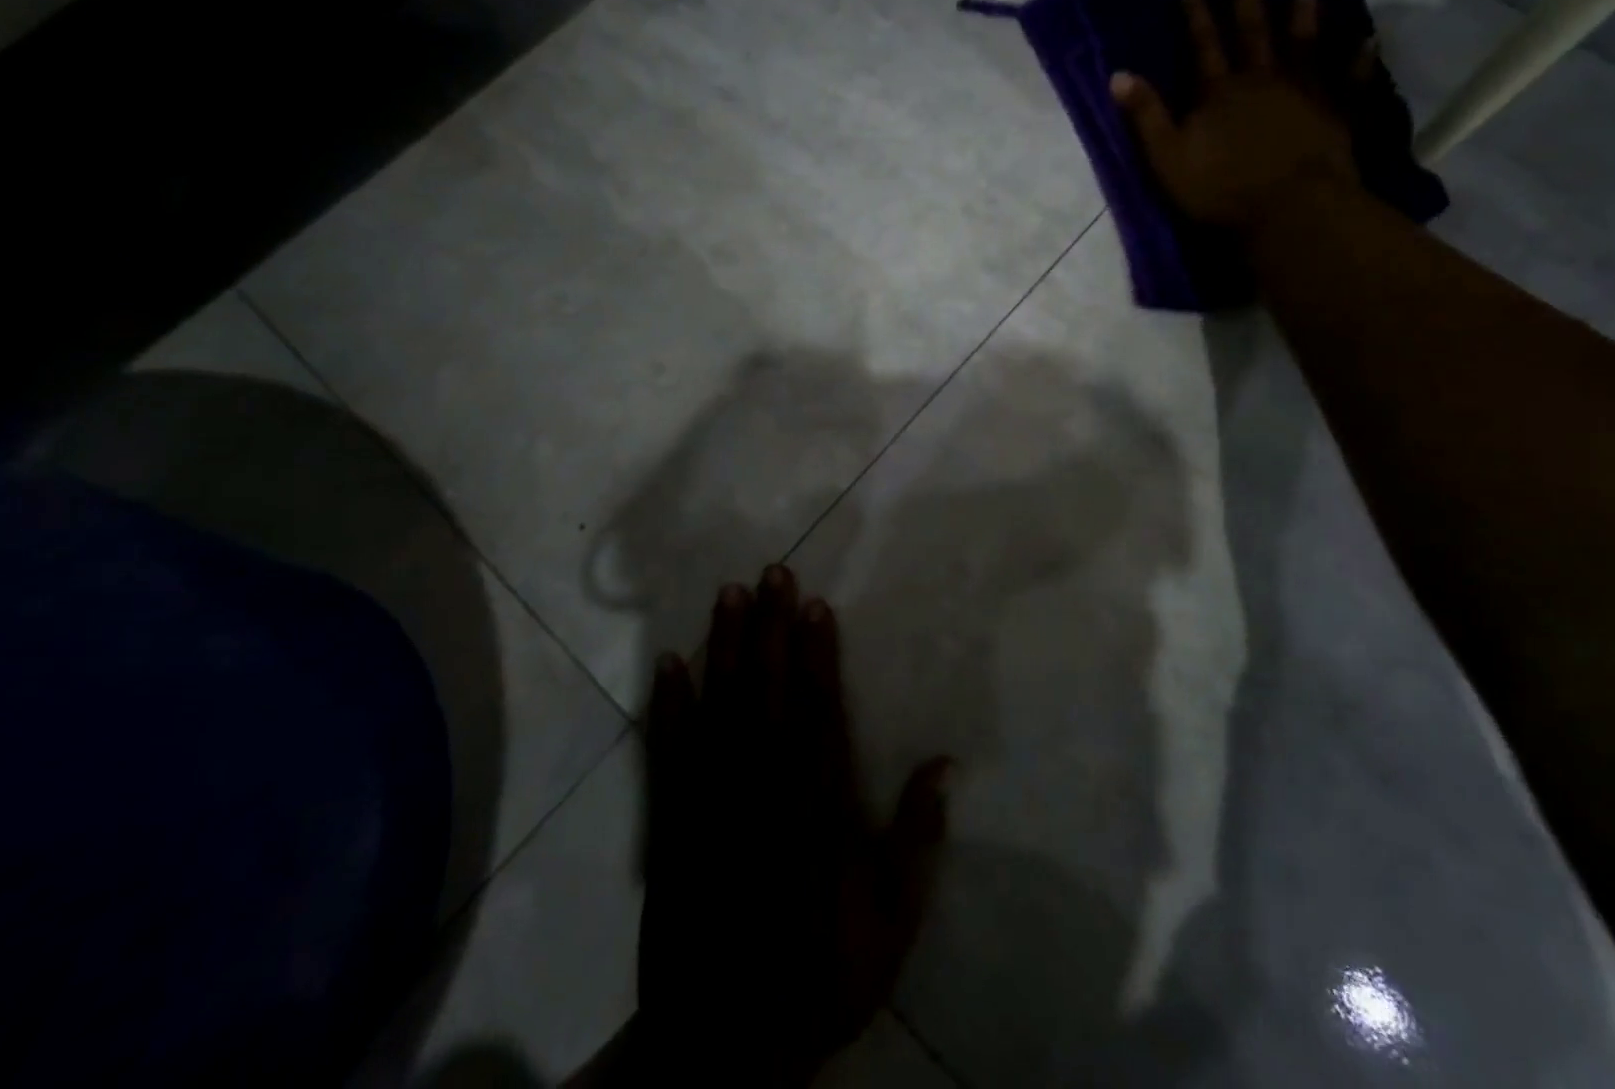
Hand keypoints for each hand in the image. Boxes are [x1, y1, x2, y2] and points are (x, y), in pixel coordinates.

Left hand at [635, 566, 950, 1086]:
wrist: (725, 1047)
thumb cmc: (821, 971)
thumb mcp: (892, 920)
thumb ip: (918, 838)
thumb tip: (945, 763)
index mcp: (818, 805)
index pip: (819, 710)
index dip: (818, 652)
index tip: (813, 602)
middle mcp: (765, 787)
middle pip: (769, 691)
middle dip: (771, 627)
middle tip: (769, 571)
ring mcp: (713, 802)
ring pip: (721, 708)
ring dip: (725, 647)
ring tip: (727, 595)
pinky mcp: (673, 824)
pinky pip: (669, 755)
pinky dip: (669, 707)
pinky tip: (670, 664)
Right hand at [1109, 0, 1370, 237]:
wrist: (1289, 208)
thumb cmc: (1221, 188)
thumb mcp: (1168, 157)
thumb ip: (1145, 116)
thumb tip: (1117, 75)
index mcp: (1219, 92)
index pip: (1203, 47)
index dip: (1196, 17)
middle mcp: (1262, 80)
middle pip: (1252, 35)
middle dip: (1245, 3)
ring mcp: (1304, 93)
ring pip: (1302, 46)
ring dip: (1302, 17)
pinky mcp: (1336, 113)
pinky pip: (1349, 80)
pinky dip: (1358, 59)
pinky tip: (1366, 40)